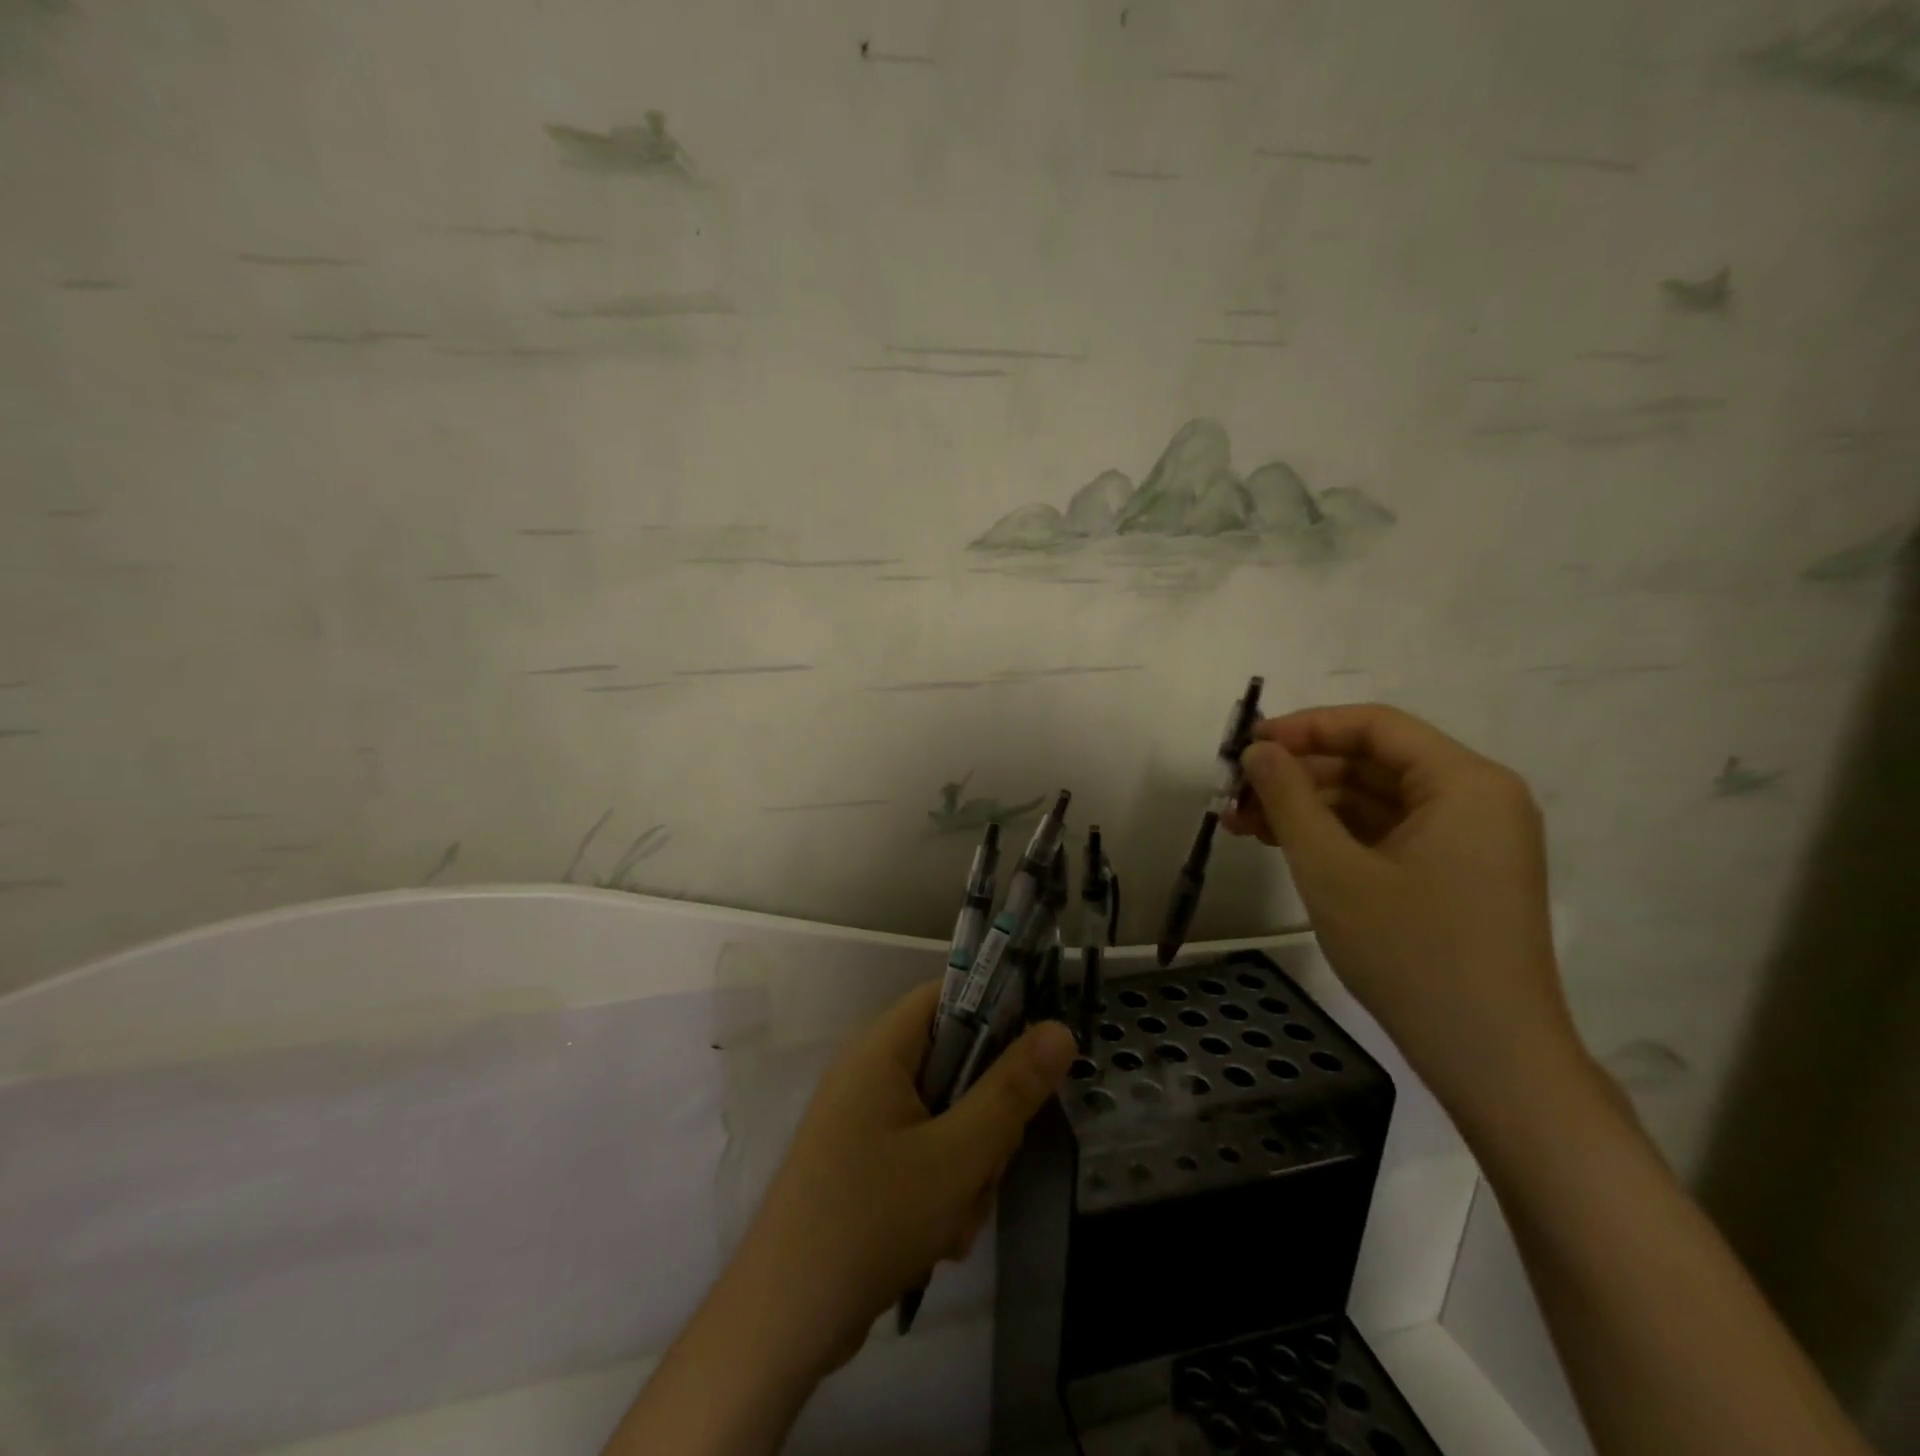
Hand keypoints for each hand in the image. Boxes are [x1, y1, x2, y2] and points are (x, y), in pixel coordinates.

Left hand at [734, 981, 1077, 1375]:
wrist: (783, 1324)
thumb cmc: (871, 1220)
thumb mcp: (958, 1156)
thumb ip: (1012, 1090)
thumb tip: (1060, 1029)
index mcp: (881, 1050)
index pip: (947, 995)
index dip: (996, 1008)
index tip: (1035, 1052)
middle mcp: (869, 1073)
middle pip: (954, 1062)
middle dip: (984, 1117)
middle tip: (988, 1163)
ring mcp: (864, 1120)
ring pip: (946, 1115)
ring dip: (968, 1164)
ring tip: (957, 1215)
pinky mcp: (864, 1162)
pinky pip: (924, 1151)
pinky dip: (942, 1187)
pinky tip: (940, 1236)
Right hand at [1220, 703, 1580, 1114]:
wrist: (1490, 1059)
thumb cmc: (1411, 953)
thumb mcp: (1332, 869)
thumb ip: (1289, 798)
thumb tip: (1257, 750)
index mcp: (1465, 783)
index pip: (1374, 726)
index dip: (1304, 728)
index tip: (1246, 747)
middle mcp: (1476, 800)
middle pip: (1372, 762)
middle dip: (1298, 774)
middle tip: (1234, 795)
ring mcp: (1469, 841)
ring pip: (1373, 800)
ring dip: (1308, 807)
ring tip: (1243, 825)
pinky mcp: (1456, 875)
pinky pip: (1386, 834)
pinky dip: (1334, 835)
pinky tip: (1283, 847)